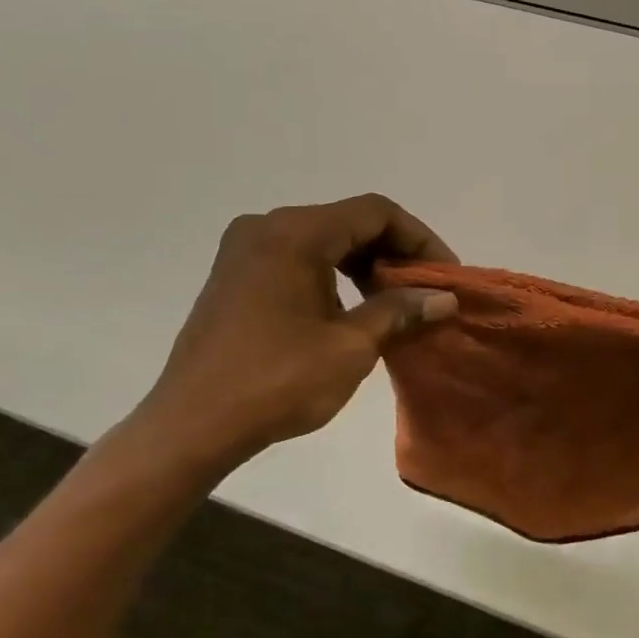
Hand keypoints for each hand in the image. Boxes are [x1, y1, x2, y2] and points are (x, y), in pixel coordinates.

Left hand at [129, 195, 457, 475]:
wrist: (193, 424)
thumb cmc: (277, 382)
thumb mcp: (351, 347)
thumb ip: (400, 312)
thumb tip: (444, 298)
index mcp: (295, 234)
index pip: (376, 212)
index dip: (420, 239)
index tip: (445, 276)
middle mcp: (266, 227)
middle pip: (349, 222)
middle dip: (394, 254)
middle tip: (425, 293)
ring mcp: (245, 250)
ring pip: (324, 241)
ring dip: (365, 266)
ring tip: (395, 305)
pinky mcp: (235, 276)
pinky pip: (297, 259)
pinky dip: (333, 276)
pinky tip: (351, 311)